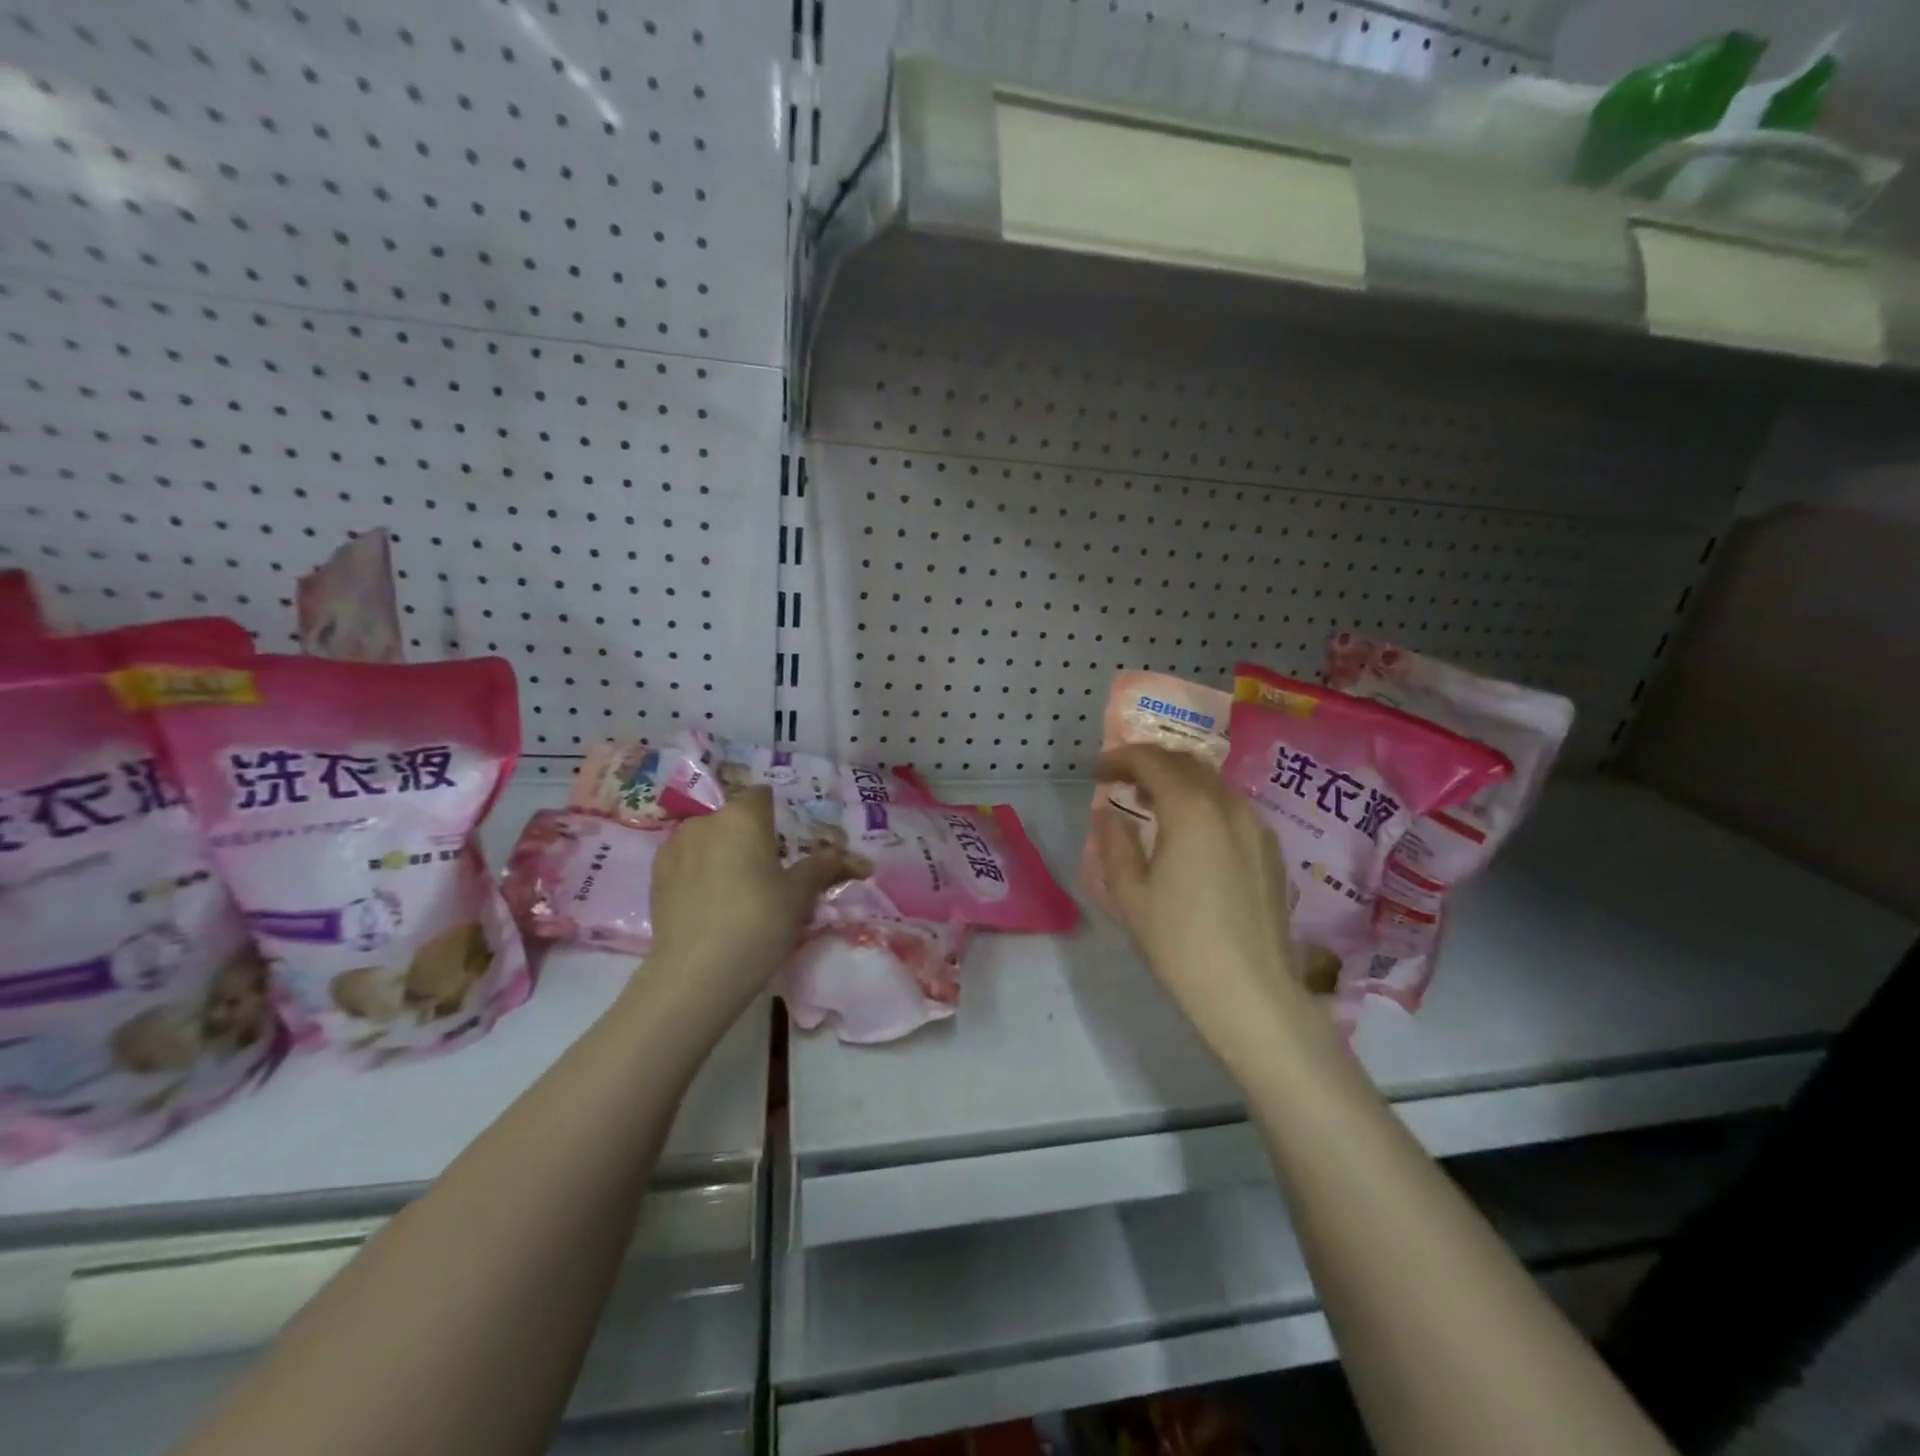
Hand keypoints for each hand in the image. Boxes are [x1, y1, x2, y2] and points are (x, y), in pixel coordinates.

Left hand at [643, 787, 862, 1020]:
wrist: (695, 973)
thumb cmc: (758, 921)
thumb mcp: (799, 895)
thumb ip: (823, 868)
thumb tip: (857, 860)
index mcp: (742, 816)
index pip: (762, 796)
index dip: (776, 816)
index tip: (787, 846)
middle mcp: (705, 822)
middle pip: (733, 820)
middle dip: (749, 839)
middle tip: (768, 875)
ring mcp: (674, 848)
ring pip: (707, 841)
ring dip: (722, 855)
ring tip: (736, 894)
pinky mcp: (655, 878)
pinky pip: (686, 864)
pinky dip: (699, 875)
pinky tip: (710, 906)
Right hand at [1094, 745, 1310, 1059]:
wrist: (1250, 994)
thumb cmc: (1180, 943)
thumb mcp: (1130, 894)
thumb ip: (1114, 843)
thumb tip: (1109, 813)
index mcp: (1191, 810)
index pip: (1153, 761)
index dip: (1120, 759)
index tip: (1097, 772)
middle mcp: (1229, 806)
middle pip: (1186, 764)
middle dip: (1150, 763)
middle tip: (1121, 781)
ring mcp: (1257, 827)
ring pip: (1213, 783)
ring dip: (1178, 781)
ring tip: (1150, 803)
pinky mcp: (1271, 851)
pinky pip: (1232, 807)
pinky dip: (1203, 802)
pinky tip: (1189, 831)